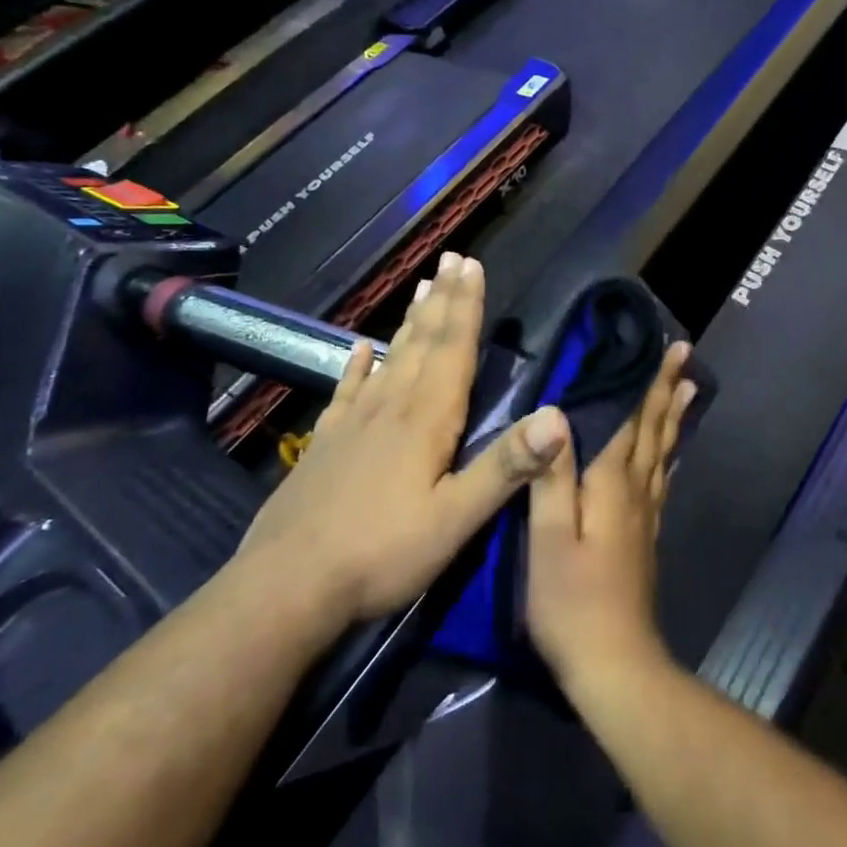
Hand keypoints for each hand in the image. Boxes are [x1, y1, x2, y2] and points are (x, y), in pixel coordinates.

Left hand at [236, 252, 568, 631]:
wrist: (287, 586)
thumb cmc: (382, 553)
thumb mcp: (456, 518)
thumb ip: (506, 466)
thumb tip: (558, 416)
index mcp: (426, 420)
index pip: (452, 349)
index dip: (465, 306)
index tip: (472, 265)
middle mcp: (390, 408)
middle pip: (422, 342)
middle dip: (442, 300)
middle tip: (451, 260)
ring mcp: (354, 423)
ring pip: (390, 357)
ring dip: (410, 321)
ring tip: (421, 288)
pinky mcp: (327, 443)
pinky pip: (348, 390)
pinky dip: (358, 365)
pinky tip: (361, 349)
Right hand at [525, 341, 697, 692]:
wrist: (614, 663)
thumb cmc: (571, 602)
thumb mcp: (549, 538)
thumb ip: (552, 477)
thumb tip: (556, 415)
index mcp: (612, 486)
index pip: (633, 421)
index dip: (649, 384)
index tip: (670, 349)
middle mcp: (636, 492)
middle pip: (653, 432)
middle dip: (666, 391)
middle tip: (686, 356)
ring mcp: (644, 517)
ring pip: (662, 454)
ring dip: (672, 418)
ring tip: (687, 390)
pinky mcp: (643, 538)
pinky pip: (659, 481)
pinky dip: (667, 456)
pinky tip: (667, 455)